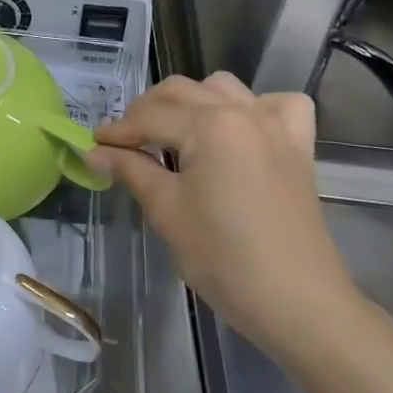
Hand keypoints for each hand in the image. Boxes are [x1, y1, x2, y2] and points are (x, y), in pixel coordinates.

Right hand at [90, 74, 362, 363]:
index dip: (117, 132)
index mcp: (208, 124)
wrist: (299, 304)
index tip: (93, 145)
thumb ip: (130, 169)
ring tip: (174, 134)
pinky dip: (255, 107)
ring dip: (191, 102)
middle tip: (125, 145)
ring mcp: (274, 125)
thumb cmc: (225, 258)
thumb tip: (94, 151)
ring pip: (221, 88)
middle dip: (146, 112)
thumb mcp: (167, 211)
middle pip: (180, 93)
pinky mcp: (297, 146)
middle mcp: (241, 111)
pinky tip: (241, 129)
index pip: (149, 117)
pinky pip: (277, 105)